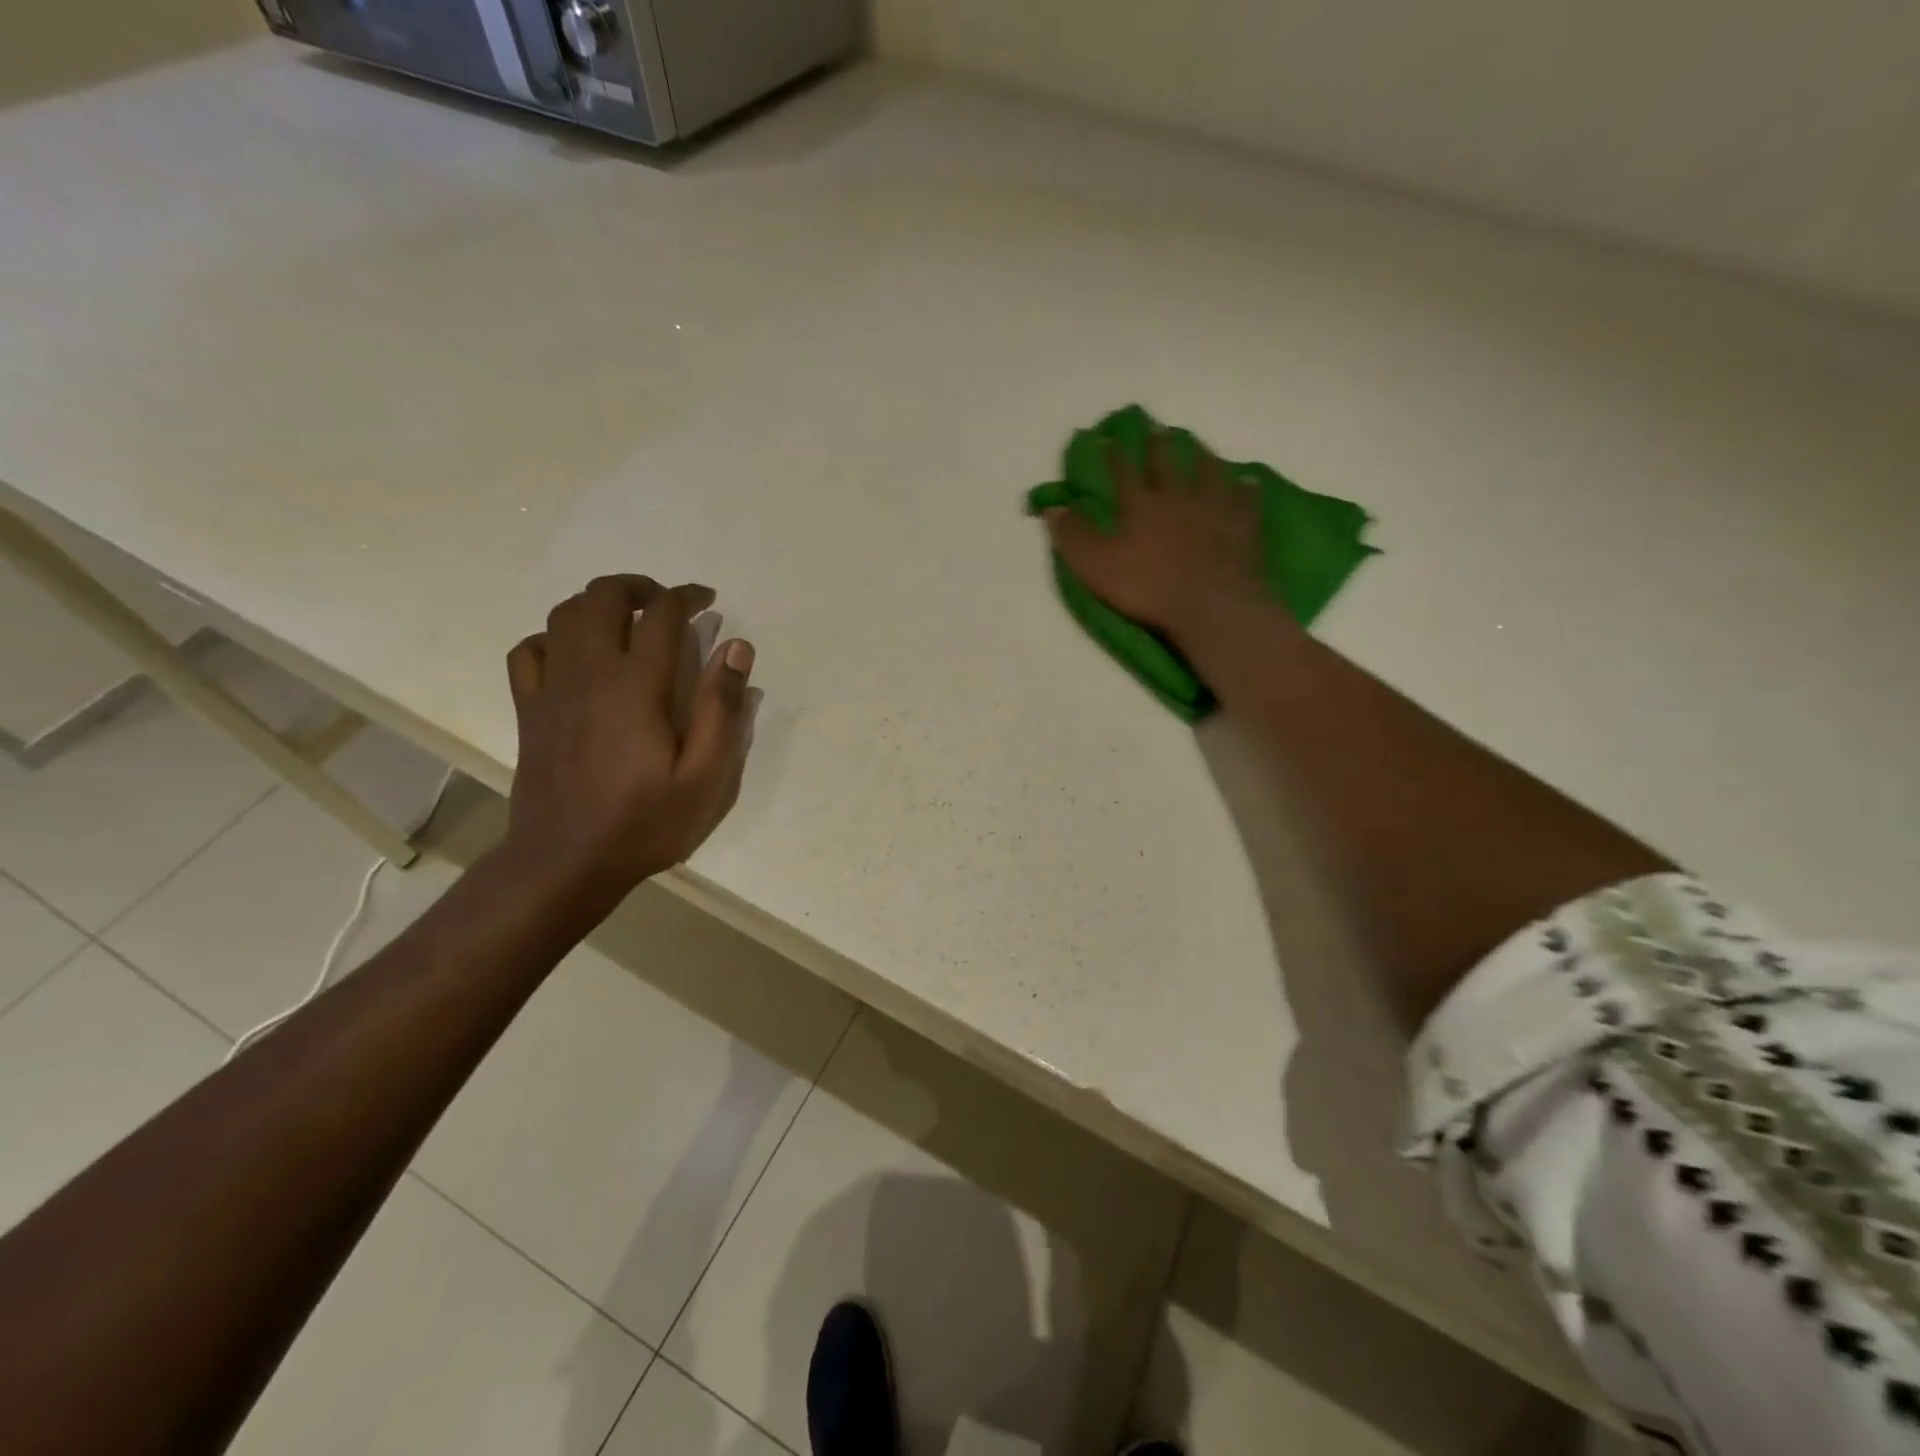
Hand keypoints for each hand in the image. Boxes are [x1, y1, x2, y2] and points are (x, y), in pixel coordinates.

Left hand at [502, 575, 754, 915]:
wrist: (565, 862)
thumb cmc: (644, 823)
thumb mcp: (705, 777)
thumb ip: (721, 709)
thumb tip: (736, 648)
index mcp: (636, 686)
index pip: (661, 614)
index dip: (687, 597)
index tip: (707, 601)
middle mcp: (589, 673)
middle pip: (603, 597)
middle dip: (639, 587)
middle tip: (667, 605)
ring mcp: (551, 689)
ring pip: (563, 615)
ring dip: (598, 604)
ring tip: (627, 621)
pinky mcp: (528, 709)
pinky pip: (529, 650)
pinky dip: (553, 637)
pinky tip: (575, 654)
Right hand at [1042, 434, 1267, 642]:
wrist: (1211, 604)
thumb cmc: (1148, 587)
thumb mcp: (1095, 566)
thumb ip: (1073, 536)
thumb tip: (1051, 507)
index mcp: (1141, 506)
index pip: (1124, 472)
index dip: (1114, 455)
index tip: (1107, 438)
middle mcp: (1178, 496)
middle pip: (1168, 463)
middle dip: (1159, 445)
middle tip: (1158, 428)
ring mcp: (1216, 508)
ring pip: (1210, 471)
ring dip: (1203, 456)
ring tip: (1200, 445)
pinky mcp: (1244, 525)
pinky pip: (1245, 499)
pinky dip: (1244, 488)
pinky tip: (1246, 481)